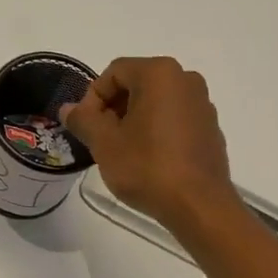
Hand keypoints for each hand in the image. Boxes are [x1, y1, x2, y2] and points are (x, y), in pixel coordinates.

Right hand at [59, 56, 239, 234]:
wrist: (198, 205)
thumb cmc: (147, 167)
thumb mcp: (104, 143)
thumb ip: (83, 120)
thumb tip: (67, 109)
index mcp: (159, 73)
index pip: (114, 72)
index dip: (93, 98)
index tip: (86, 127)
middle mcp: (186, 79)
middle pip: (136, 84)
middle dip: (113, 109)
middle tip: (100, 140)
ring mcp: (202, 104)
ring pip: (156, 102)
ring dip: (133, 120)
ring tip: (122, 151)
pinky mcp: (210, 128)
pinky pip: (174, 119)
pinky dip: (156, 131)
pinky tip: (148, 159)